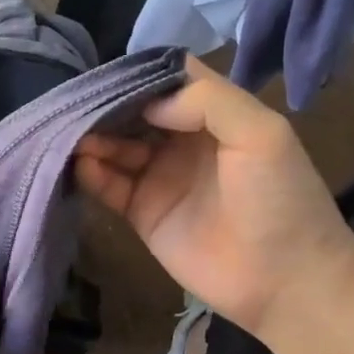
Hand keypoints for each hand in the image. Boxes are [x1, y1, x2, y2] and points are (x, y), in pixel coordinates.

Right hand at [75, 56, 353, 341]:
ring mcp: (160, 176)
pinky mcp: (142, 212)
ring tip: (70, 134)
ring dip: (93, 138)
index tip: (108, 72)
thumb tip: (146, 103)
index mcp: (215, 115)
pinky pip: (109, 186)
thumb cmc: (280, 200)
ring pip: (116, 146)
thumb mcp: (261, 134)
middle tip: (75, 103)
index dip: (140, 74)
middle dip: (106, 105)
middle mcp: (183, 140)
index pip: (169, 80)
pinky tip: (79, 164)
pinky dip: (91, 173)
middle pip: (134, 112)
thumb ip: (207, 101)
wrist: (283, 281)